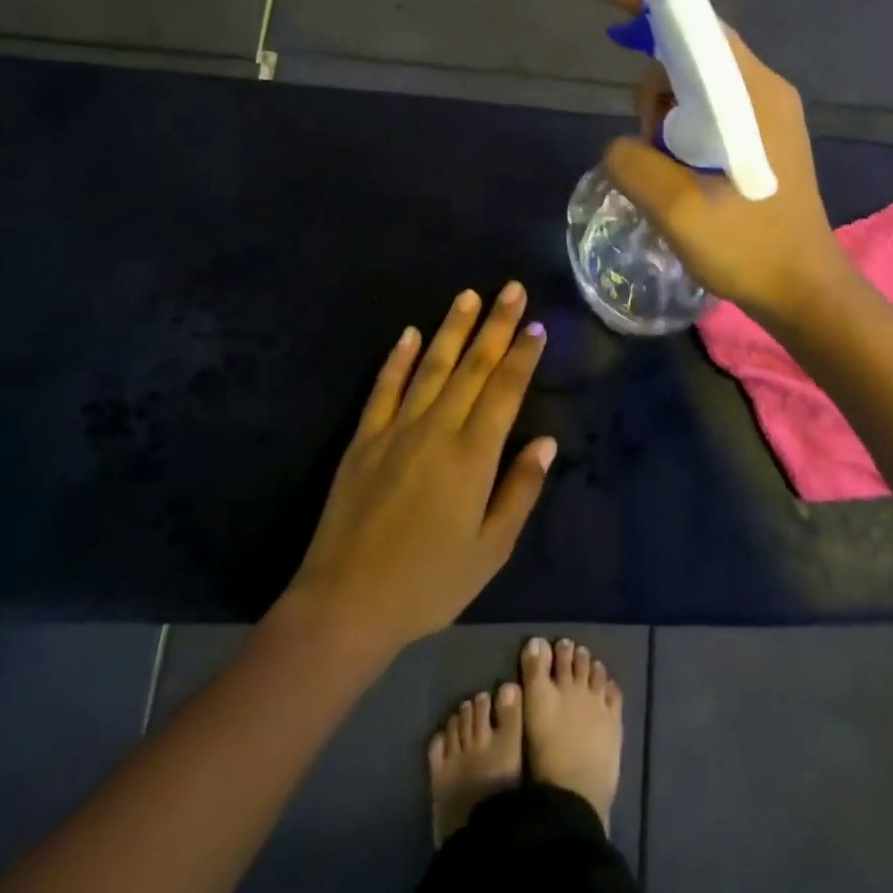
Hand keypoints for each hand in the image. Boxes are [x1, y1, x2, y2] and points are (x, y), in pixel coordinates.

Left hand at [282, 283, 555, 655]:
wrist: (346, 604)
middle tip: (512, 288)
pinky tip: (409, 333)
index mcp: (472, 456)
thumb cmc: (429, 584)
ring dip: (452, 328)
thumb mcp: (490, 550)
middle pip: (472, 367)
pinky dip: (398, 359)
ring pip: (431, 366)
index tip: (536, 325)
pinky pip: (384, 388)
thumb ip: (520, 491)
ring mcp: (396, 429)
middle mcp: (436, 430)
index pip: (504, 391)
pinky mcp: (364, 439)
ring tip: (469, 296)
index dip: (522, 356)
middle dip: (496, 325)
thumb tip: (546, 442)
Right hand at [587, 0, 847, 326]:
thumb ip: (632, 160)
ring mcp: (765, 112)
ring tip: (668, 172)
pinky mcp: (761, 136)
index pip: (694, 23)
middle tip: (649, 144)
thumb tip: (626, 144)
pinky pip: (708, 108)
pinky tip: (677, 168)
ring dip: (664, 116)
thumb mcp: (675, 209)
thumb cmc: (748, 248)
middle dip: (652, 85)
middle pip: (690, 51)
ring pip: (694, 83)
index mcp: (750, 94)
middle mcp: (762, 89)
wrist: (804, 291)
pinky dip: (680, 127)